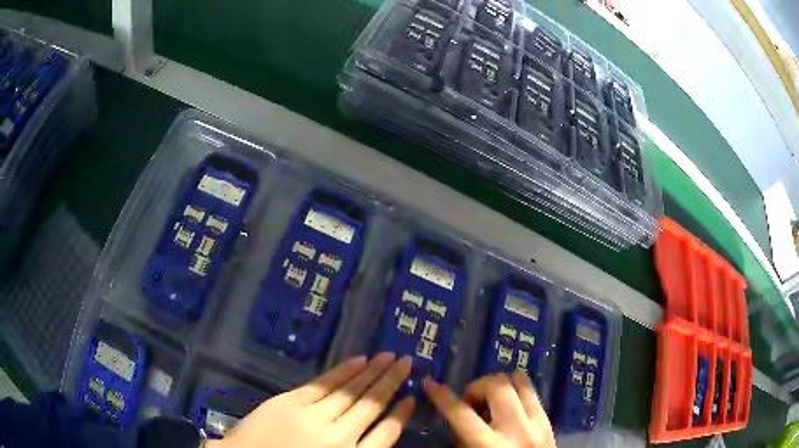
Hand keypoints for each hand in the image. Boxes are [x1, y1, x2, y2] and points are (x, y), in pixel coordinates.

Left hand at [208, 353, 414, 447]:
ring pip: (351, 391)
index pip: (387, 434)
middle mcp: (339, 437)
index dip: (401, 414)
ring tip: (390, 357)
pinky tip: (359, 360)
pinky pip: (324, 384)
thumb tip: (374, 433)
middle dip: (391, 382)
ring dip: (373, 372)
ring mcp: (314, 417)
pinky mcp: (291, 401)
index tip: (412, 398)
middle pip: (372, 405)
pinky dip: (344, 371)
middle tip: (407, 362)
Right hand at [423, 372, 554, 447]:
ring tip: (491, 401)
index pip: (461, 414)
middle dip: (478, 387)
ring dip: (500, 385)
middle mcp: (517, 429)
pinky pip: (532, 392)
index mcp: (490, 445)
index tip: (430, 384)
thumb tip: (457, 416)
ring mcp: (538, 422)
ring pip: (520, 381)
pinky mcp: (549, 421)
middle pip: (497, 386)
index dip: (442, 396)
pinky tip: (509, 408)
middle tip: (470, 402)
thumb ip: (461, 439)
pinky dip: (516, 393)